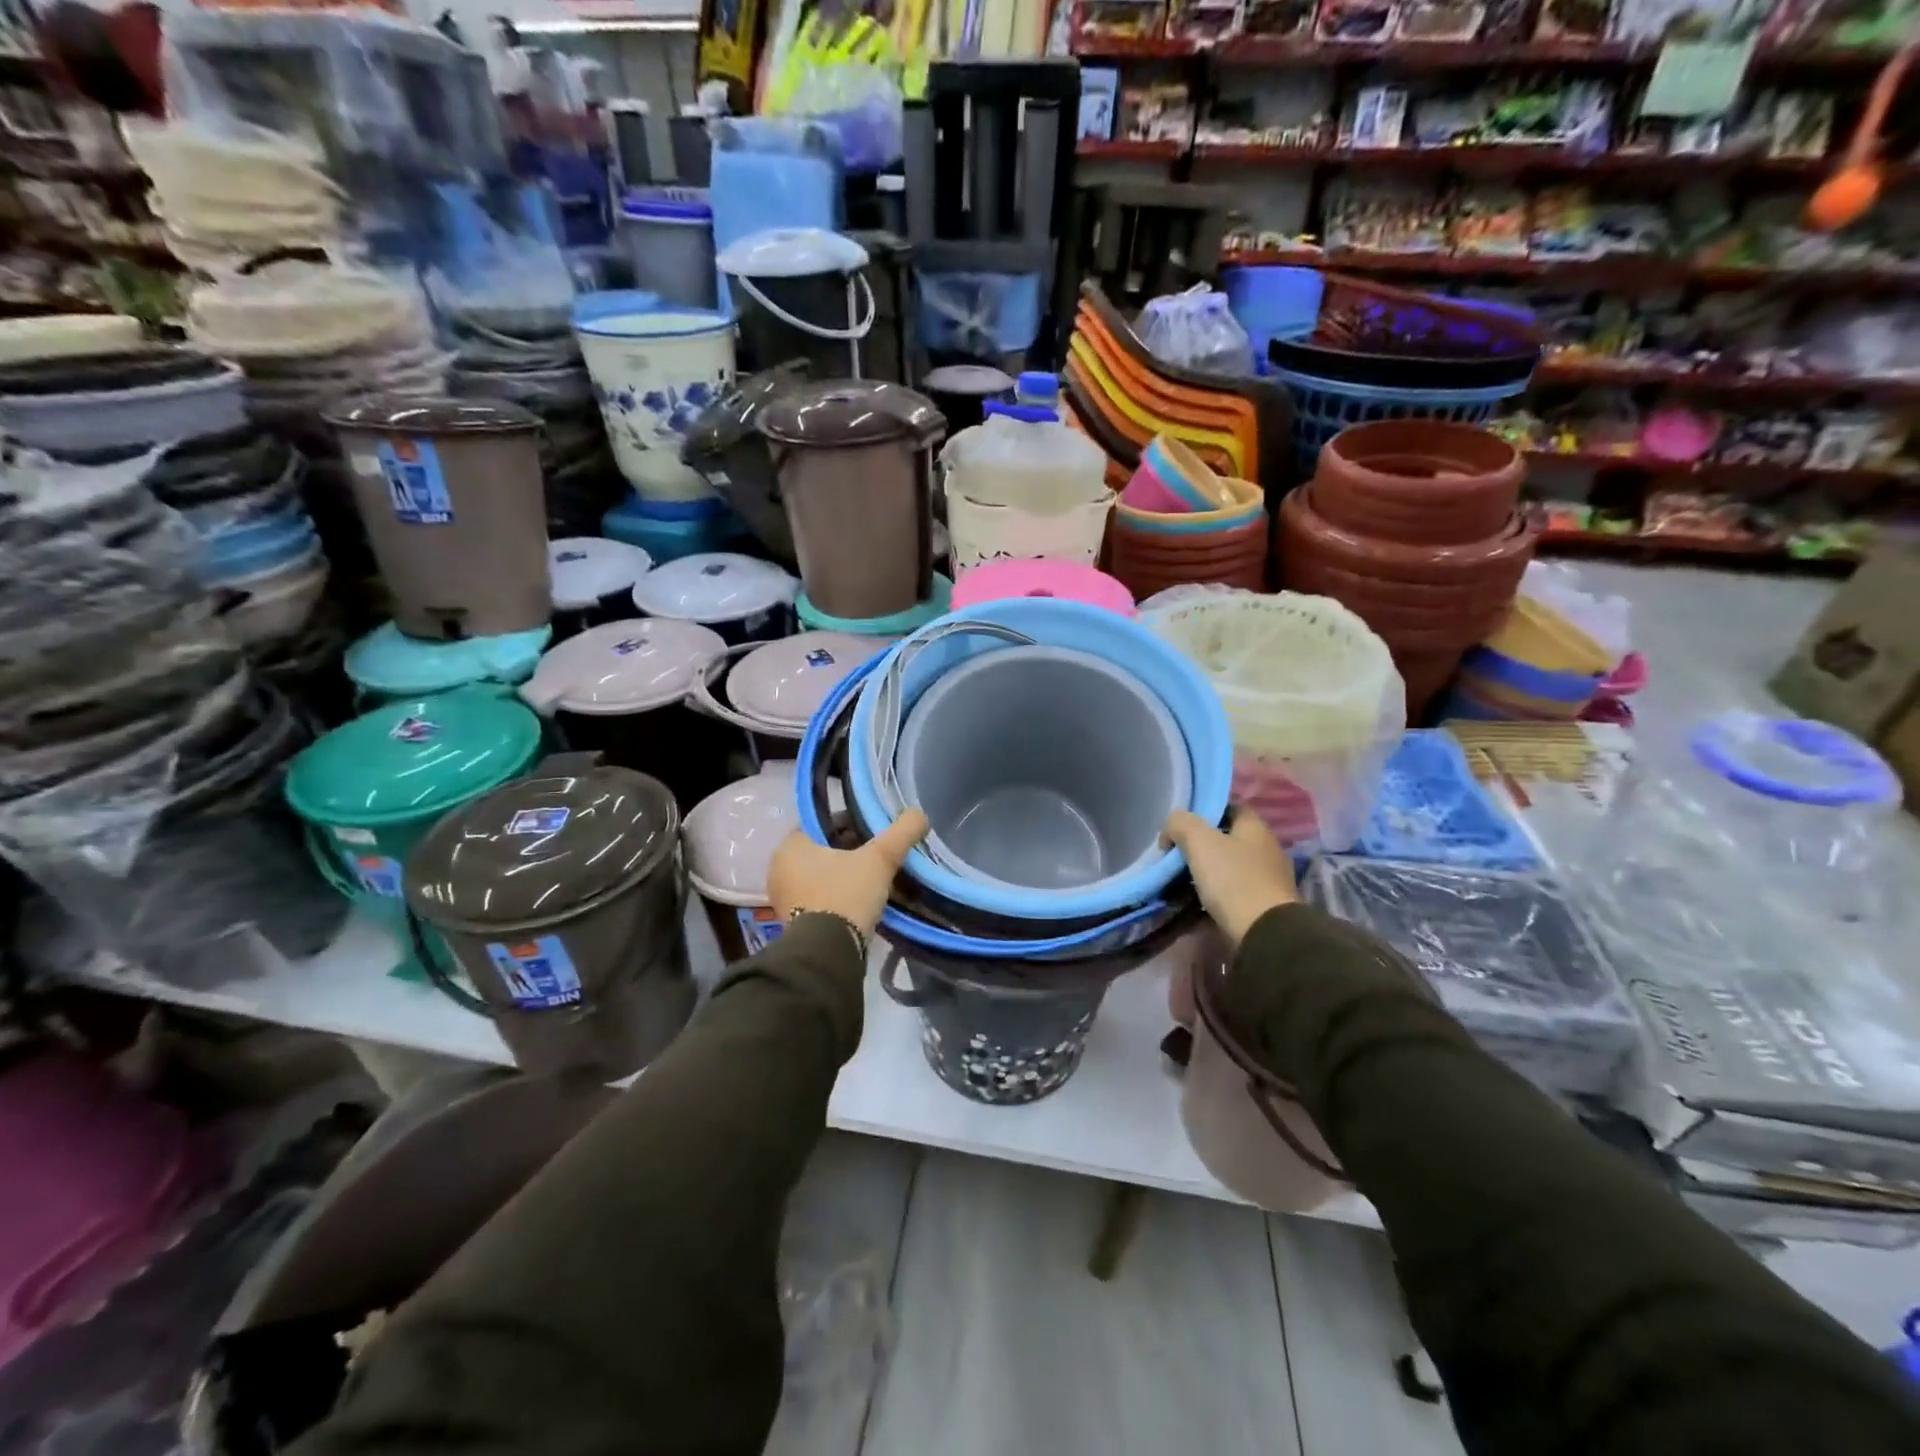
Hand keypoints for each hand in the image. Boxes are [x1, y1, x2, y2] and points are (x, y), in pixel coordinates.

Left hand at [767, 809, 928, 939]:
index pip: (822, 823)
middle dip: (850, 852)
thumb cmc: (846, 894)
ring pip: (821, 876)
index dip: (851, 824)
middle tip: (878, 857)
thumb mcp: (880, 859)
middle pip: (822, 850)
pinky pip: (819, 899)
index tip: (875, 833)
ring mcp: (783, 898)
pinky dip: (838, 897)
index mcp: (790, 845)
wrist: (828, 954)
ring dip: (845, 876)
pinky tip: (861, 902)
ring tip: (875, 881)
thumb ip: (901, 833)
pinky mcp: (792, 923)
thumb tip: (919, 814)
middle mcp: (779, 869)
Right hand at [1164, 808, 1296, 946]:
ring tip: (1180, 881)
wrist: (1264, 933)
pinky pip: (1233, 892)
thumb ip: (1181, 823)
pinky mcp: (1264, 905)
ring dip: (1206, 872)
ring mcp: (1268, 878)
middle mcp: (1266, 848)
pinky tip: (1196, 902)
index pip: (1228, 807)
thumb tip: (1171, 827)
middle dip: (1201, 845)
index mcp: (1256, 827)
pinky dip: (1215, 895)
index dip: (1203, 811)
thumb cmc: (1233, 879)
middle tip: (1175, 855)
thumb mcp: (1199, 841)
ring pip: (1228, 866)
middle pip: (1227, 838)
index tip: (1180, 826)